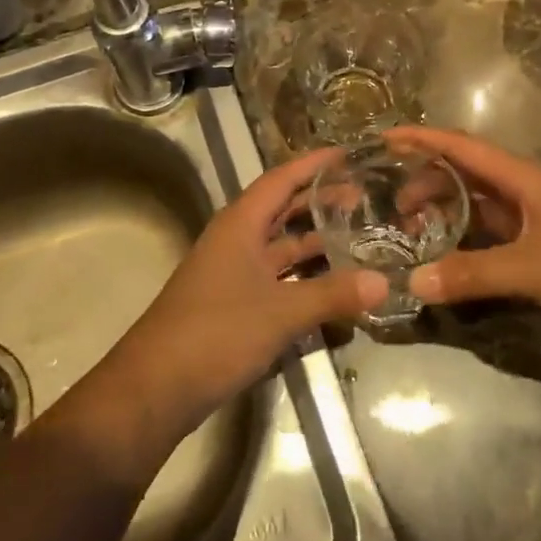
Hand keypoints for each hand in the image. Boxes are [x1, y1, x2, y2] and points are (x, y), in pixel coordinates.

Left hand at [105, 147, 387, 442]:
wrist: (156, 387)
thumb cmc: (216, 332)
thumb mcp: (280, 312)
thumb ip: (332, 294)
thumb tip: (384, 282)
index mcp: (240, 224)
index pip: (280, 179)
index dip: (313, 164)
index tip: (347, 153)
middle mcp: (235, 241)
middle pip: (281, 210)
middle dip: (319, 201)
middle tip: (363, 196)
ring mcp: (232, 273)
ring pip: (279, 246)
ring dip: (313, 240)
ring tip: (357, 236)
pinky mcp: (233, 304)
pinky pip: (276, 278)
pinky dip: (302, 276)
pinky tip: (332, 286)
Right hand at [387, 126, 540, 338]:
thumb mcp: (534, 270)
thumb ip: (473, 274)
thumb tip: (413, 280)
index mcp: (523, 180)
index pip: (463, 147)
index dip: (423, 139)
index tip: (384, 138)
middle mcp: (524, 192)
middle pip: (464, 174)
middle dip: (426, 182)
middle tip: (391, 206)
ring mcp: (533, 220)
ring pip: (475, 205)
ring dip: (442, 211)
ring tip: (410, 231)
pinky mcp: (539, 248)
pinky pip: (488, 234)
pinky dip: (462, 239)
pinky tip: (445, 256)